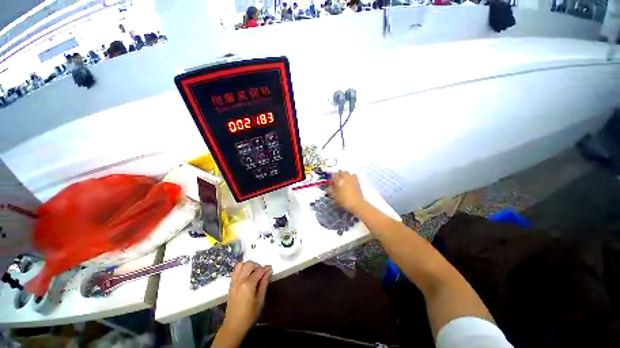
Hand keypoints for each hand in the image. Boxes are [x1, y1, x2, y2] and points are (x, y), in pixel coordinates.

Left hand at [222, 261, 271, 336]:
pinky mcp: (230, 285)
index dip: (266, 268)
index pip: (258, 271)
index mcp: (248, 285)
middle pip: (248, 264)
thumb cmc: (249, 315)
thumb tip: (268, 272)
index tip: (270, 268)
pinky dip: (242, 269)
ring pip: (240, 265)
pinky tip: (247, 275)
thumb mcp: (260, 301)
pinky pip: (235, 271)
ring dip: (248, 265)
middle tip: (262, 272)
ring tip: (254, 272)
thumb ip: (264, 284)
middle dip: (257, 265)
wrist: (233, 325)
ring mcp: (234, 282)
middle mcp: (240, 281)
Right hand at [328, 171, 364, 213]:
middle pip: (341, 172)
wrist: (357, 204)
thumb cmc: (344, 201)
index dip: (332, 177)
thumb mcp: (335, 196)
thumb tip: (328, 187)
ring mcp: (352, 179)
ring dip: (344, 174)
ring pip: (347, 172)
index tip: (331, 180)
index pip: (334, 175)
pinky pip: (353, 175)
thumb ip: (331, 190)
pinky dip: (351, 175)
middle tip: (337, 179)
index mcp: (339, 181)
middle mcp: (345, 178)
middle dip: (338, 174)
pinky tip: (350, 180)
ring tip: (343, 178)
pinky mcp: (357, 181)